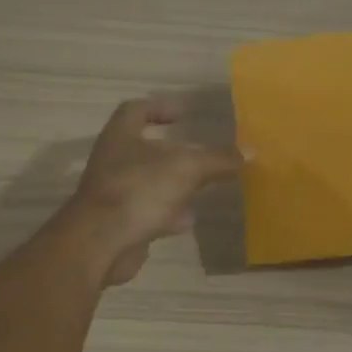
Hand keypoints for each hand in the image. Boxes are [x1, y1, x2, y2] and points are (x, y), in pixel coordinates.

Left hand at [59, 96, 240, 284]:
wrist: (101, 244)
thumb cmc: (140, 190)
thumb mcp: (187, 168)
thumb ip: (218, 159)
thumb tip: (251, 151)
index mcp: (121, 136)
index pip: (135, 110)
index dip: (159, 107)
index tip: (184, 113)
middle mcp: (113, 161)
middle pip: (144, 148)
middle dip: (173, 151)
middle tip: (201, 153)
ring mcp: (113, 193)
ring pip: (148, 181)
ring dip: (173, 183)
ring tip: (202, 186)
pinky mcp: (118, 223)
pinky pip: (147, 211)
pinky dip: (168, 212)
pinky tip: (188, 219)